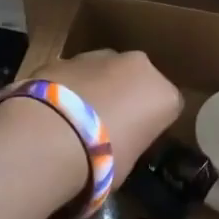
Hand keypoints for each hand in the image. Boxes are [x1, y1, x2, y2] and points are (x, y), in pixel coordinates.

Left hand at [31, 49, 180, 186]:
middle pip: (137, 80)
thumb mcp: (127, 163)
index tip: (136, 139)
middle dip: (125, 96)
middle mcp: (138, 66)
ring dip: (96, 89)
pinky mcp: (64, 56)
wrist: (49, 136)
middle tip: (106, 127)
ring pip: (104, 71)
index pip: (168, 107)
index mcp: (164, 94)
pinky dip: (68, 87)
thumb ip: (130, 143)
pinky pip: (74, 74)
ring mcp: (99, 56)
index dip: (152, 123)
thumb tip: (118, 145)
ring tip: (74, 121)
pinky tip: (52, 112)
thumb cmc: (101, 159)